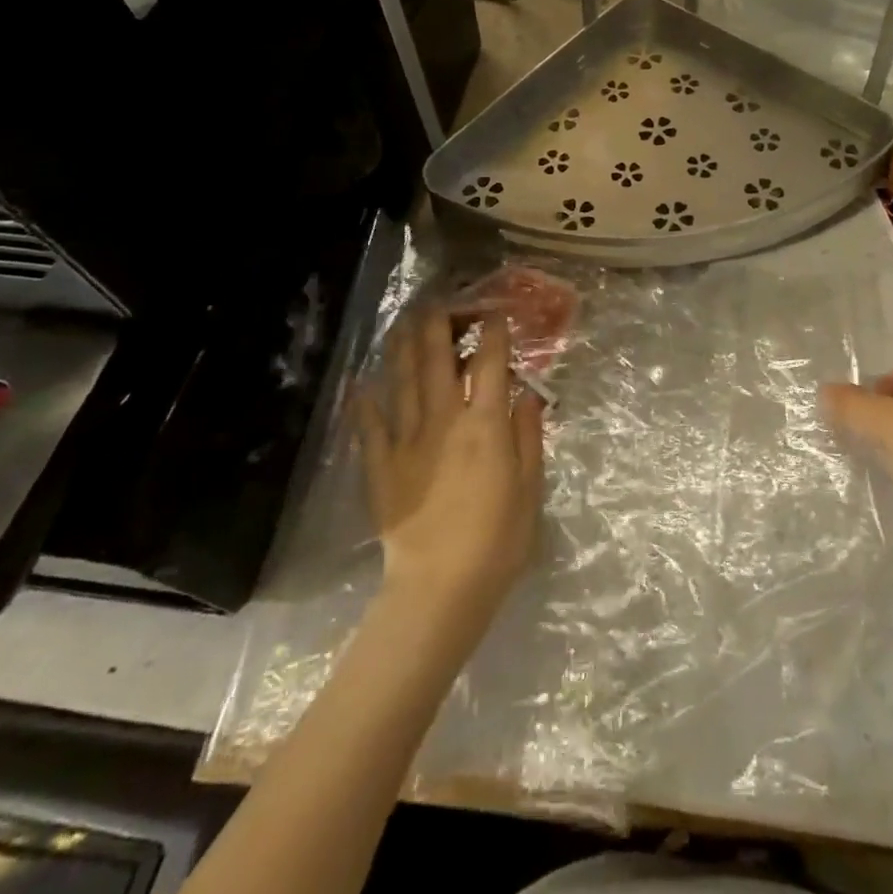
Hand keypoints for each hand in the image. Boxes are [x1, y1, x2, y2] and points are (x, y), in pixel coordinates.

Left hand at [359, 309, 544, 628]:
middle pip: (439, 360)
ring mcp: (408, 441)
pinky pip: (370, 426)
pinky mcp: (382, 467)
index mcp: (485, 425)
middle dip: (441, 324)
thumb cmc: (498, 540)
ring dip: (404, 347)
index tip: (496, 313)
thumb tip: (526, 396)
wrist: (440, 590)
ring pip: (403, 382)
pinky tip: (362, 383)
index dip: (494, 333)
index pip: (490, 364)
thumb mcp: (530, 487)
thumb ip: (527, 435)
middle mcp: (444, 421)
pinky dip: (365, 401)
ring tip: (405, 322)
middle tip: (444, 303)